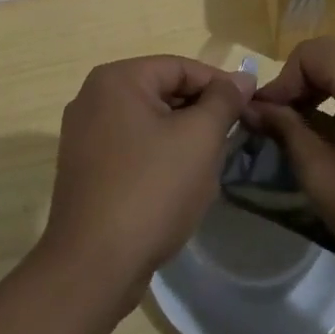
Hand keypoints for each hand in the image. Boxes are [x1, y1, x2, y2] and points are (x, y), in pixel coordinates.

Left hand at [40, 56, 250, 308]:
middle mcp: (93, 97)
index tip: (251, 108)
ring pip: (149, 122)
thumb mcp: (199, 138)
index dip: (220, 85)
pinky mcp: (85, 168)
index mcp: (116, 79)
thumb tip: (242, 77)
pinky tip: (178, 187)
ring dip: (182, 139)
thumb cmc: (151, 190)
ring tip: (208, 167)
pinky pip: (132, 148)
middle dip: (200, 115)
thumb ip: (223, 101)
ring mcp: (83, 134)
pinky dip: (159, 158)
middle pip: (162, 92)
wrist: (93, 266)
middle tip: (232, 141)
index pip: (180, 67)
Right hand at [246, 39, 334, 295]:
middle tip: (281, 129)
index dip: (280, 85)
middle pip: (333, 58)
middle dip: (302, 89)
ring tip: (311, 137)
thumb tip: (254, 108)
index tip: (262, 121)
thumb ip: (286, 131)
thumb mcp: (323, 176)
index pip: (309, 55)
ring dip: (328, 95)